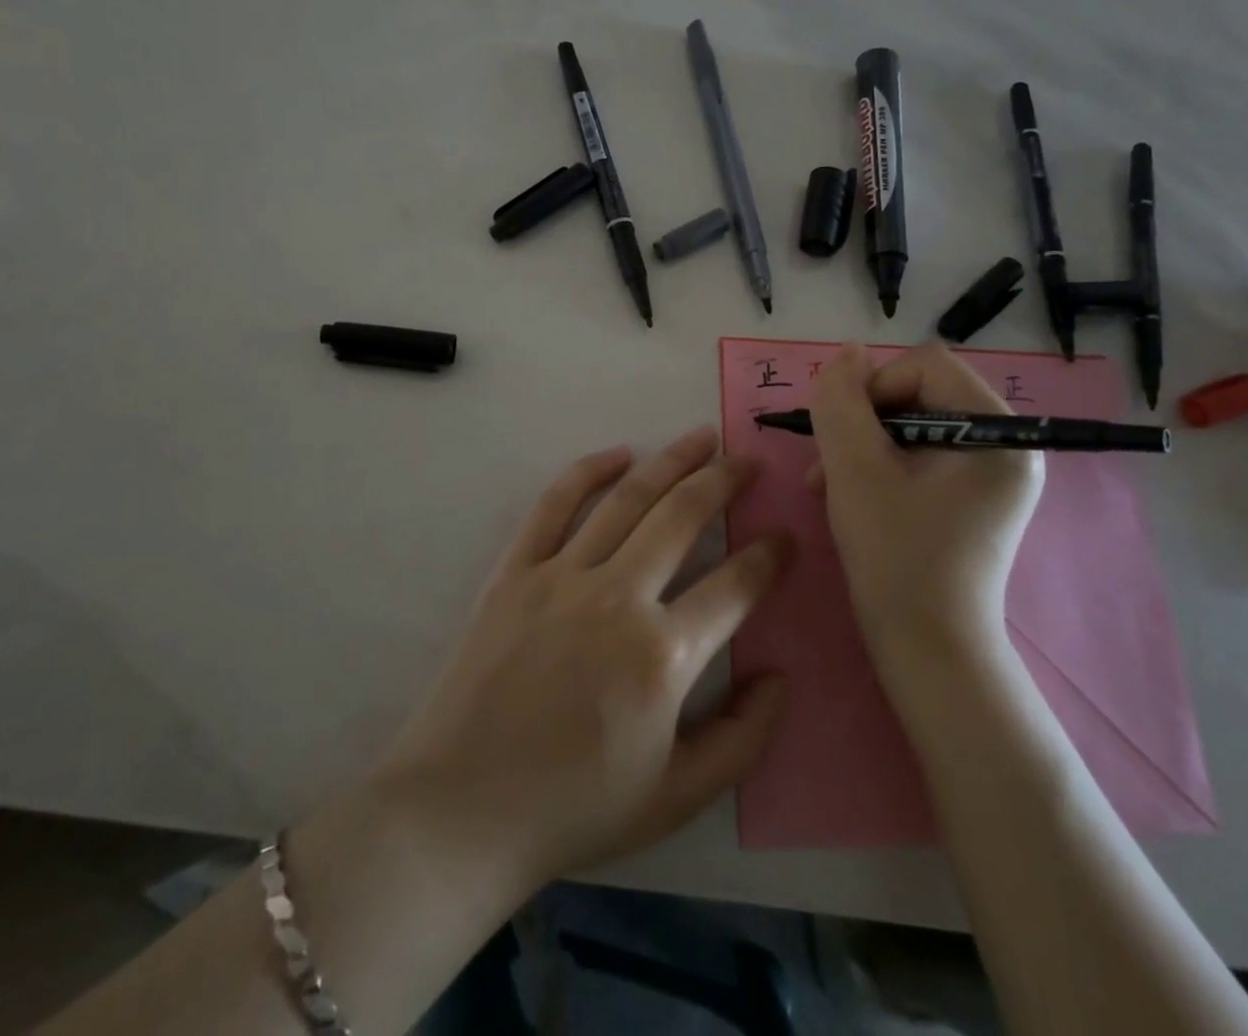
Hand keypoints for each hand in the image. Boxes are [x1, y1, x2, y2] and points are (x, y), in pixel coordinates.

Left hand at [372, 427, 790, 900]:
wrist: (462, 809)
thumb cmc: (575, 808)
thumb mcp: (677, 798)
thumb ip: (743, 739)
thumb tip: (780, 677)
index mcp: (663, 656)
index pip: (734, 586)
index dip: (769, 557)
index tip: (785, 538)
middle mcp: (618, 598)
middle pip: (683, 517)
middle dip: (724, 482)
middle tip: (748, 462)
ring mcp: (562, 577)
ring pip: (628, 500)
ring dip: (671, 462)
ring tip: (702, 438)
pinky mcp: (515, 571)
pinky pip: (554, 505)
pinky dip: (587, 472)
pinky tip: (618, 454)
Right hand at [809, 343, 1043, 662]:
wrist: (927, 649)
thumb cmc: (895, 555)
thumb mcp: (854, 468)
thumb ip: (842, 400)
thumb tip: (847, 353)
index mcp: (998, 432)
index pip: (925, 366)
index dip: (873, 387)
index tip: (842, 435)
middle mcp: (1007, 445)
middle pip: (920, 393)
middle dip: (864, 421)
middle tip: (827, 463)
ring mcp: (992, 475)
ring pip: (913, 424)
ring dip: (863, 444)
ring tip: (827, 483)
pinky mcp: (973, 498)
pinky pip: (920, 456)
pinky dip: (880, 466)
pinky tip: (849, 494)